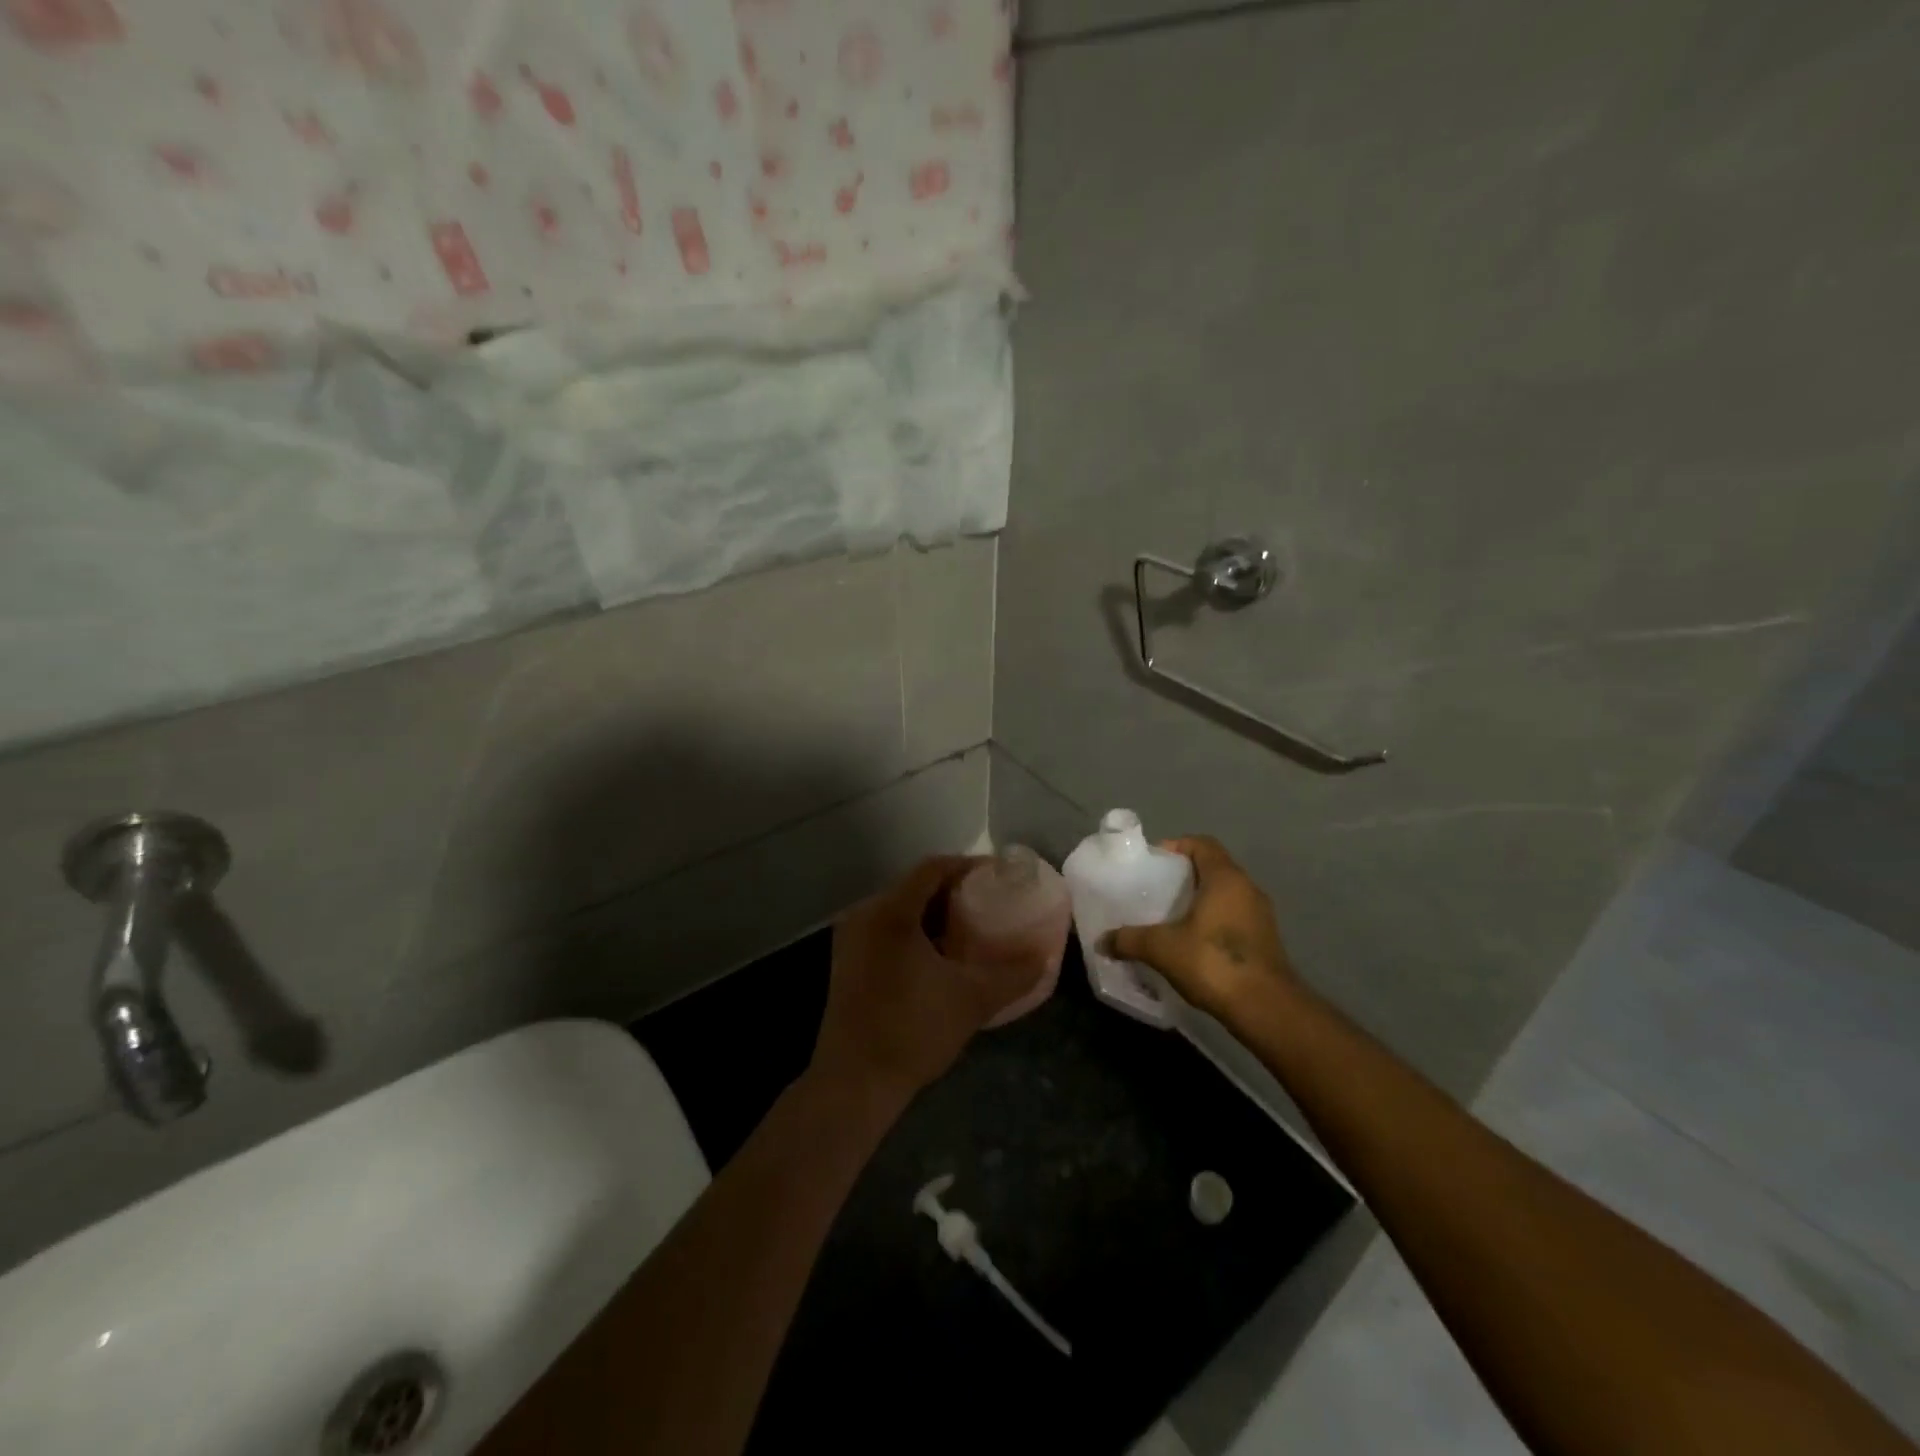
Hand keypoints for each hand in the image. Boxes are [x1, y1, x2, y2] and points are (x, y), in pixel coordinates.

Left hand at [811, 857, 1044, 1108]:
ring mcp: (851, 938)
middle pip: (915, 885)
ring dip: (934, 912)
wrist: (854, 1083)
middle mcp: (865, 915)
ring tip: (970, 927)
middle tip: (990, 902)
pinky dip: (915, 931)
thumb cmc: (913, 1031)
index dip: (968, 866)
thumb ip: (1013, 975)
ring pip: (899, 908)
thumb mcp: (972, 1000)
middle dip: (954, 890)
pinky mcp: (847, 961)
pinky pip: (886, 928)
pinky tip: (940, 954)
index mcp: (890, 912)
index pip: (932, 868)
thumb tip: (1044, 957)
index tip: (999, 876)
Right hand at [1106, 836, 1295, 1019]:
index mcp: (1226, 878)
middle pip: (1213, 868)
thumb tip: (1102, 941)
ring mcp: (1261, 915)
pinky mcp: (1265, 940)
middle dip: (1184, 876)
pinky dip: (1212, 921)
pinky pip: (1234, 917)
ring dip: (1199, 900)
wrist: (1266, 1008)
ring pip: (1225, 894)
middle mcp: (1247, 888)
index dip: (1177, 846)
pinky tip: (1191, 943)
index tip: (1153, 862)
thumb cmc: (1214, 962)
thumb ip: (1130, 940)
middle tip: (1155, 890)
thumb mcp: (1162, 948)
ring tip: (1170, 918)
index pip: (1202, 844)